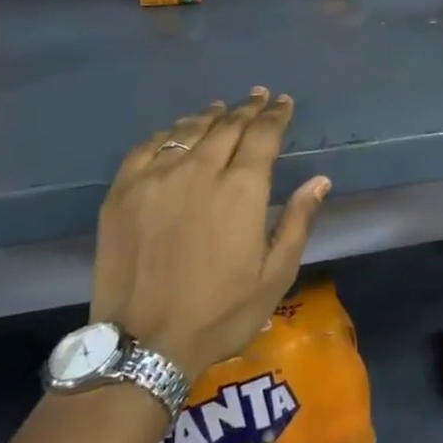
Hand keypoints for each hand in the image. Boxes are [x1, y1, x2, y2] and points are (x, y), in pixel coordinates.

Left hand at [91, 88, 329, 380]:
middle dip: (247, 109)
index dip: (276, 116)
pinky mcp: (122, 193)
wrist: (143, 345)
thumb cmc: (221, 313)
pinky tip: (176, 132)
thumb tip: (320, 180)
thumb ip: (299, 221)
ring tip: (221, 108)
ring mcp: (155, 179)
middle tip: (258, 97)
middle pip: (227, 126)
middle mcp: (199, 172)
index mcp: (241, 190)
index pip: (263, 136)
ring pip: (188, 130)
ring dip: (210, 116)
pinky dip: (167, 133)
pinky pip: (147, 147)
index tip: (283, 102)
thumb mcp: (276, 274)